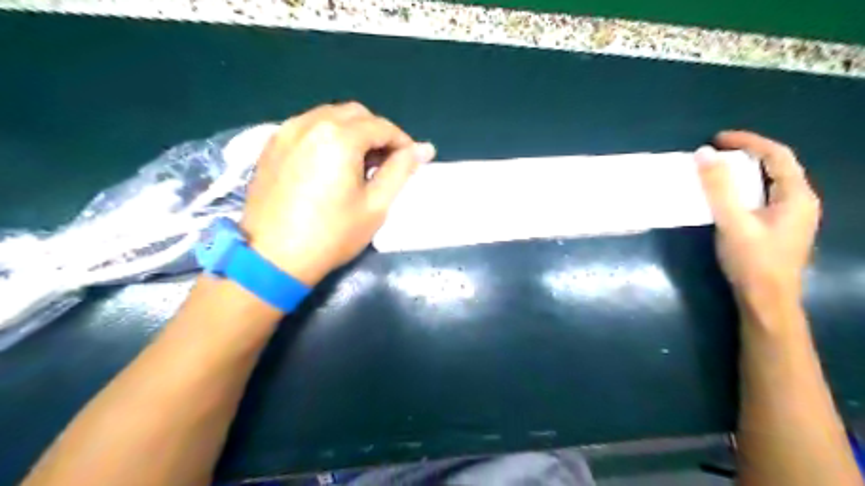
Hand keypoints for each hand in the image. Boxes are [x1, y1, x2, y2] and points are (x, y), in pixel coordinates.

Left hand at [239, 102, 435, 283]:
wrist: (272, 258)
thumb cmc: (332, 235)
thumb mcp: (376, 205)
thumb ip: (401, 170)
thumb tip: (425, 148)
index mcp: (339, 137)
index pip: (381, 126)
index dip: (402, 141)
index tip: (410, 161)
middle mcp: (311, 123)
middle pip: (355, 114)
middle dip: (377, 132)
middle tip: (385, 162)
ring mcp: (286, 131)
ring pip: (329, 116)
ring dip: (352, 131)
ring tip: (359, 163)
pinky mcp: (271, 145)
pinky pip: (307, 127)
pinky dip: (327, 136)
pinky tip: (330, 162)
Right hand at [693, 130, 818, 311]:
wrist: (767, 300)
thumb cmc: (752, 261)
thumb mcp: (732, 222)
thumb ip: (718, 188)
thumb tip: (703, 154)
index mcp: (797, 196)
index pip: (777, 156)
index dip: (748, 141)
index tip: (717, 139)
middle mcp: (801, 202)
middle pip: (777, 166)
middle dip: (747, 154)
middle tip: (716, 152)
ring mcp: (792, 216)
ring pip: (771, 182)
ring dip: (746, 171)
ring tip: (718, 169)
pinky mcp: (780, 228)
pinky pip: (764, 196)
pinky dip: (745, 187)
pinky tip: (728, 196)